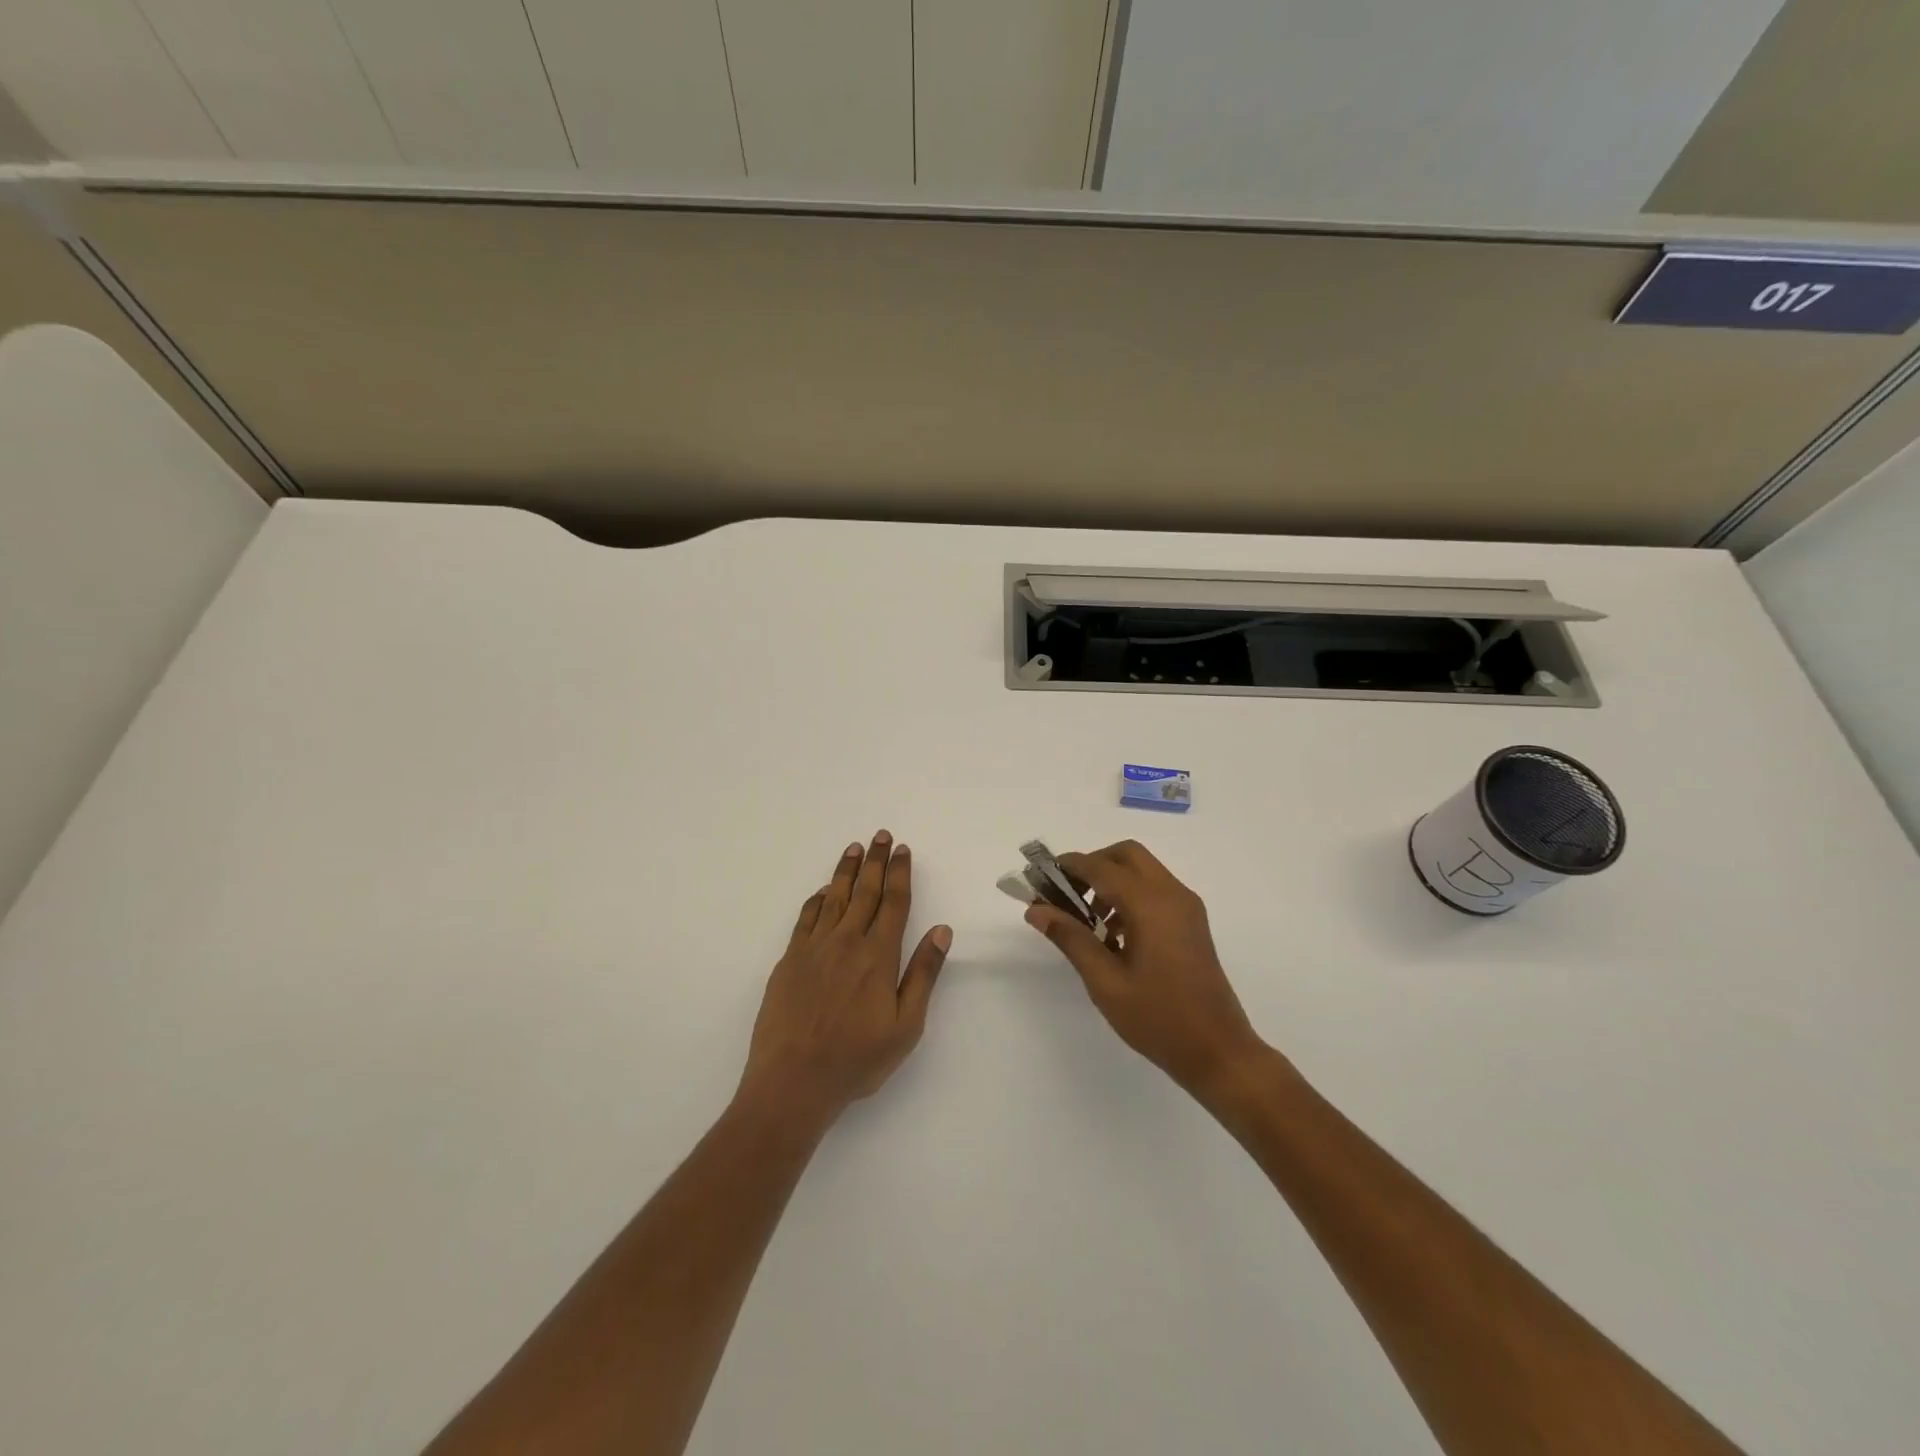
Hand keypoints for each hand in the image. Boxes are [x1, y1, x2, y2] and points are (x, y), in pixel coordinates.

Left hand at [739, 831, 951, 1129]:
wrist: (793, 1080)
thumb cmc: (856, 1059)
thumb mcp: (906, 1026)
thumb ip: (923, 974)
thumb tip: (942, 930)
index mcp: (878, 956)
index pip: (894, 903)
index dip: (900, 874)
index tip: (903, 850)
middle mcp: (847, 942)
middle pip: (865, 891)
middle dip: (876, 861)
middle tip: (881, 836)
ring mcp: (814, 948)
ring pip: (834, 897)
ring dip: (846, 870)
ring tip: (854, 848)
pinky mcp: (789, 960)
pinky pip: (806, 918)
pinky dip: (816, 899)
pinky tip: (822, 890)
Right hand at [1025, 840, 1267, 1097]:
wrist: (1219, 1051)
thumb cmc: (1158, 1019)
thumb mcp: (1105, 982)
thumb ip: (1071, 938)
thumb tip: (1036, 909)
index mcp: (1151, 905)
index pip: (1101, 867)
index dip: (1067, 867)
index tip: (1039, 878)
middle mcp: (1172, 894)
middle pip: (1126, 855)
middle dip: (1092, 865)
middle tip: (1066, 895)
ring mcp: (1186, 907)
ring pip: (1142, 870)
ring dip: (1111, 881)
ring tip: (1087, 921)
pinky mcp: (1192, 922)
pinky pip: (1156, 890)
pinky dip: (1130, 895)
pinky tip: (1114, 935)